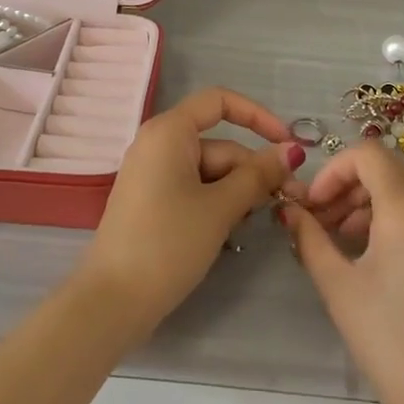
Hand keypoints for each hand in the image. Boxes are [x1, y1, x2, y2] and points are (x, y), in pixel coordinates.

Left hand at [78, 87, 301, 336]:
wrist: (112, 301)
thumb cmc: (168, 243)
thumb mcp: (221, 207)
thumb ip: (259, 175)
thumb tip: (291, 150)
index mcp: (170, 131)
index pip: (219, 101)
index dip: (258, 116)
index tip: (287, 145)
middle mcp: (159, 144)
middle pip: (219, 144)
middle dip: (254, 170)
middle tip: (289, 201)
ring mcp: (153, 174)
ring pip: (210, 171)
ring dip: (238, 192)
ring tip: (256, 223)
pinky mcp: (152, 201)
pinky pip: (194, 188)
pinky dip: (216, 203)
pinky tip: (230, 231)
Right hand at [282, 144, 403, 403]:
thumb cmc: (393, 344)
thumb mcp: (340, 288)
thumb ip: (310, 239)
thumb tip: (290, 210)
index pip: (368, 154)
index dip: (333, 170)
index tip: (314, 204)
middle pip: (391, 171)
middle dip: (351, 189)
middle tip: (325, 226)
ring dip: (377, 205)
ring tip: (353, 246)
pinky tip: (390, 263)